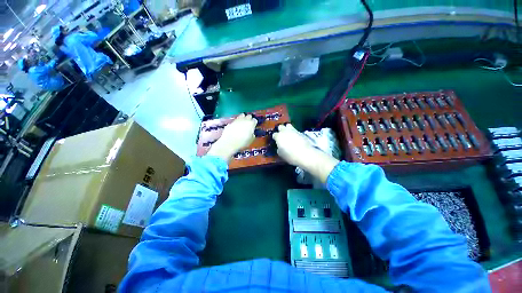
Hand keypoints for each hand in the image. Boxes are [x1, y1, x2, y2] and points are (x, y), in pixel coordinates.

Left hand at [207, 113, 257, 161]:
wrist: (229, 142)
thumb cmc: (242, 142)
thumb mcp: (251, 140)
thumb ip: (252, 134)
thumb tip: (252, 133)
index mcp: (251, 124)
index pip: (255, 120)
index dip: (254, 123)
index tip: (254, 126)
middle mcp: (244, 120)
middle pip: (248, 116)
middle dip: (249, 119)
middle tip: (249, 124)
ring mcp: (237, 120)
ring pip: (241, 116)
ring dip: (243, 119)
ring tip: (242, 124)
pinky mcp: (230, 122)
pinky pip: (235, 121)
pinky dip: (236, 123)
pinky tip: (235, 127)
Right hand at [273, 124, 338, 182]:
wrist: (305, 154)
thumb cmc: (290, 156)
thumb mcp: (281, 154)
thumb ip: (279, 148)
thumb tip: (279, 147)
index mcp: (279, 136)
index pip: (274, 135)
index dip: (275, 138)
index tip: (276, 141)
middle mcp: (285, 131)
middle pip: (281, 127)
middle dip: (280, 130)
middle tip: (281, 135)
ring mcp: (293, 130)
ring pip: (288, 126)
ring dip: (287, 129)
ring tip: (288, 134)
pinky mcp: (301, 132)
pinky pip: (295, 130)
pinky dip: (294, 133)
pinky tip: (295, 138)